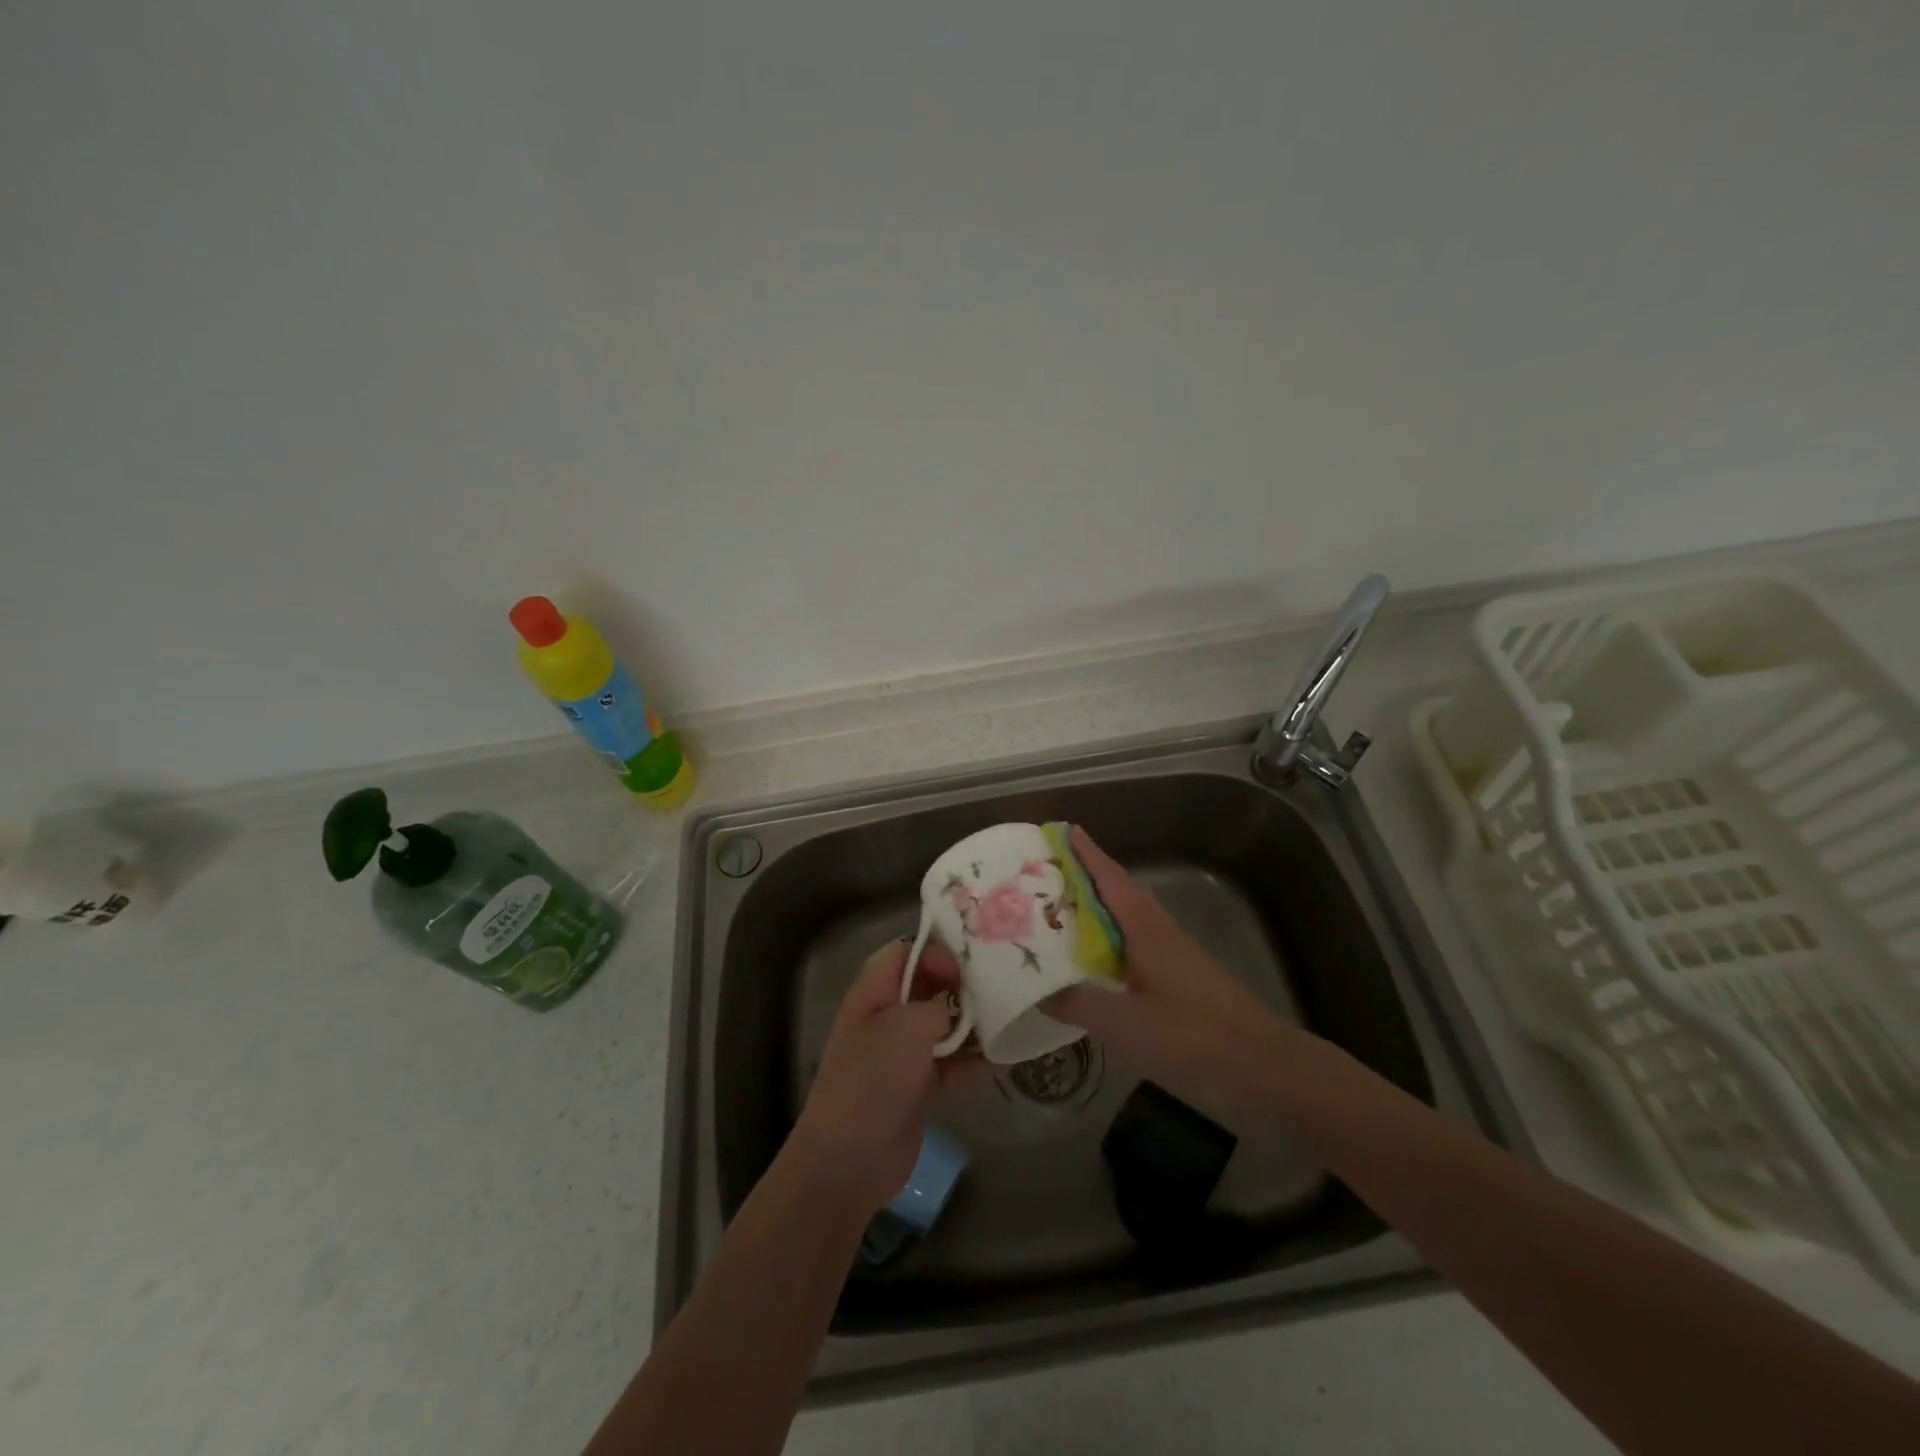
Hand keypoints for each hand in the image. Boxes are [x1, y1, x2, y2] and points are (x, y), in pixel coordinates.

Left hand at [789, 938, 980, 1212]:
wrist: (850, 1159)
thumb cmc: (874, 1077)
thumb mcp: (907, 1026)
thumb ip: (939, 1005)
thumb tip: (959, 1008)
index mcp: (873, 992)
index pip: (904, 953)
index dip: (935, 951)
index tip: (967, 965)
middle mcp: (887, 1017)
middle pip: (928, 987)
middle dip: (962, 985)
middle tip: (1000, 985)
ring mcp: (903, 1054)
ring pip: (944, 1026)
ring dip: (974, 1024)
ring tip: (1012, 1016)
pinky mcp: (919, 1087)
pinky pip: (952, 1065)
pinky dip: (975, 1061)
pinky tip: (1007, 1057)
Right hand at [1046, 826, 1302, 1119]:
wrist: (1263, 1068)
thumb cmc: (1192, 1036)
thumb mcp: (1124, 1023)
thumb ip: (1078, 1003)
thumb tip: (1036, 989)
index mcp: (1147, 929)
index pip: (1111, 879)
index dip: (1087, 854)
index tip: (1065, 830)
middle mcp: (1160, 933)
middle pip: (1119, 894)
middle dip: (1086, 879)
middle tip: (1046, 873)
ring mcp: (1173, 958)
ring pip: (1126, 923)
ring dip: (1096, 912)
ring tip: (1060, 914)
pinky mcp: (1180, 983)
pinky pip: (1133, 950)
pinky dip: (1108, 945)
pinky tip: (1092, 965)